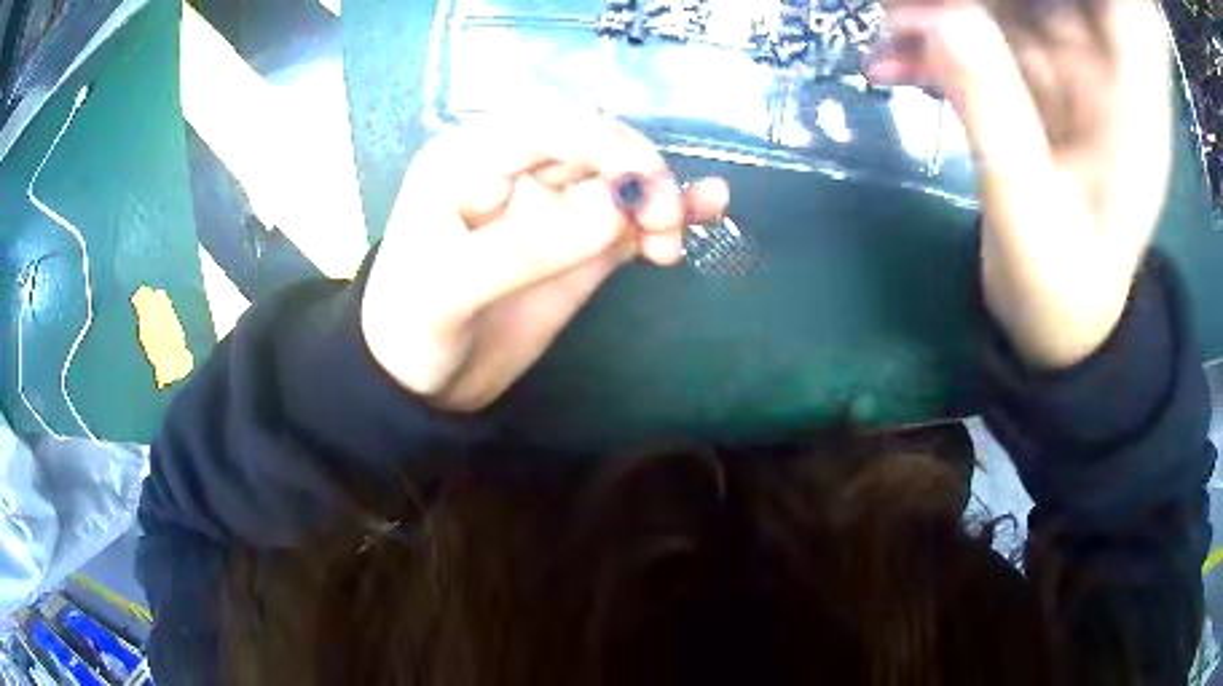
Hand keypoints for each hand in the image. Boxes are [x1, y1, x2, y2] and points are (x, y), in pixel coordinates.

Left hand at [361, 114, 728, 409]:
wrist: (420, 383)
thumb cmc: (411, 326)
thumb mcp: (449, 288)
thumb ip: (525, 248)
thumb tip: (615, 209)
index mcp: (467, 159)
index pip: (546, 127)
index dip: (602, 143)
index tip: (645, 185)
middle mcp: (512, 171)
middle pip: (592, 149)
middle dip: (637, 174)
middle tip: (664, 220)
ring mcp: (549, 209)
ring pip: (616, 182)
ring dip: (659, 196)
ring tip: (677, 233)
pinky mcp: (575, 246)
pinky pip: (625, 221)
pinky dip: (661, 218)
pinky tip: (703, 214)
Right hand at [868, 0, 1172, 367]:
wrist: (1060, 328)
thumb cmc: (1060, 292)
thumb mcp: (1028, 211)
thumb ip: (994, 114)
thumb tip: (942, 19)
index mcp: (1123, 105)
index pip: (1099, 7)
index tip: (957, 0)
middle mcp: (1096, 77)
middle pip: (1037, 1)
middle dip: (964, 0)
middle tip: (898, 10)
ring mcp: (1063, 81)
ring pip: (998, 15)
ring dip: (939, 17)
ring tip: (883, 32)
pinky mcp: (1032, 93)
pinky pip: (980, 49)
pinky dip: (935, 49)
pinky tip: (891, 64)